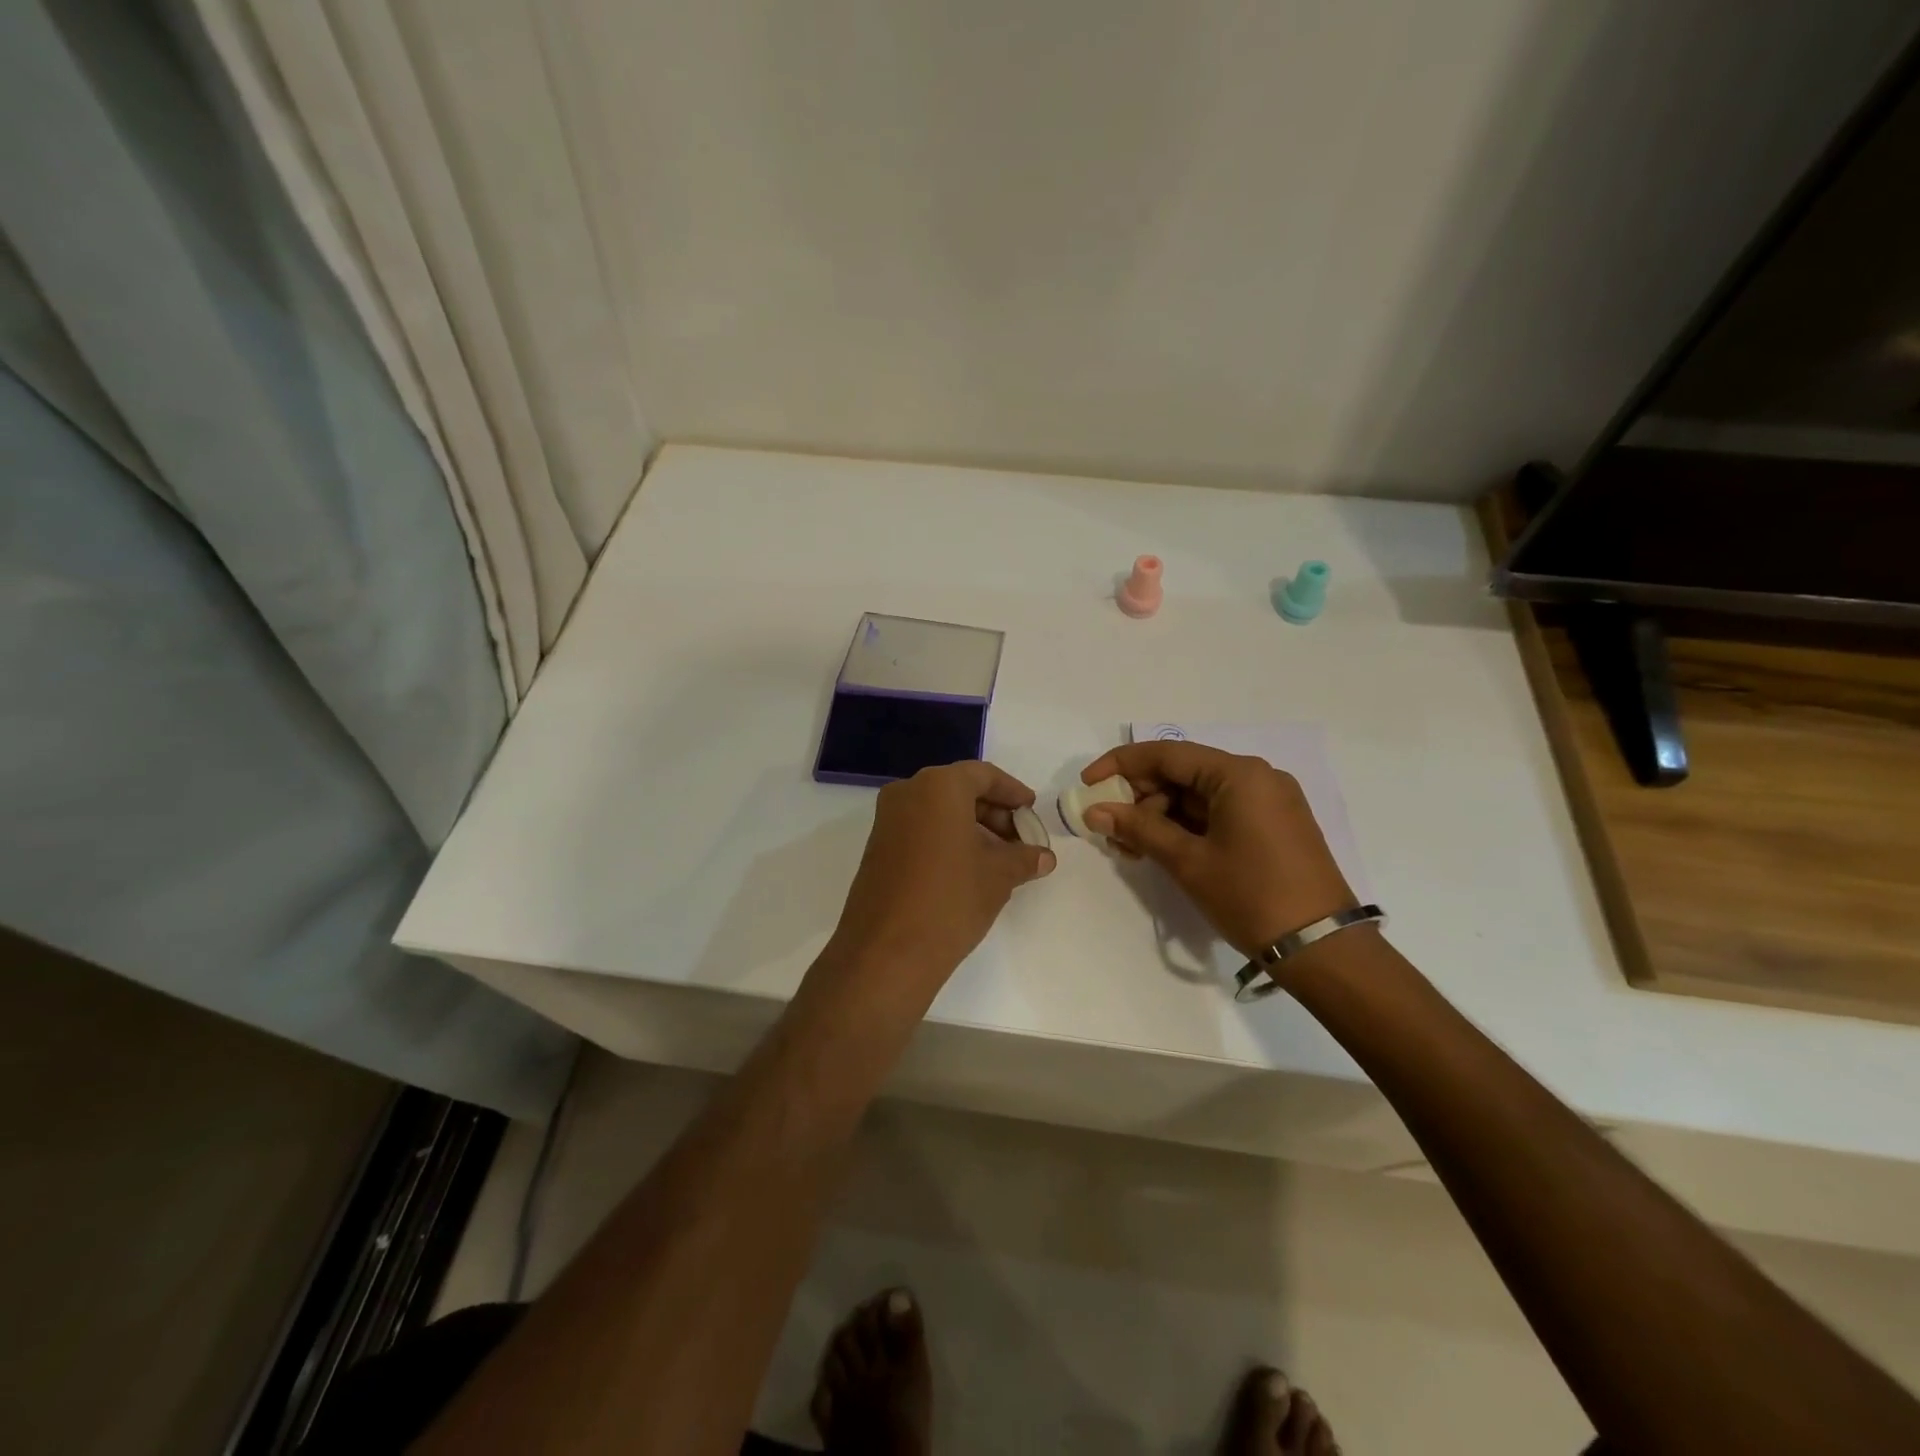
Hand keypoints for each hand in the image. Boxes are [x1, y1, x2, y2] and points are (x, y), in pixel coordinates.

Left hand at [817, 761, 1054, 1008]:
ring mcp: (888, 820)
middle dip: (994, 813)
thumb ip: (1023, 858)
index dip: (1012, 792)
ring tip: (1001, 860)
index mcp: (938, 786)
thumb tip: (1044, 857)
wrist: (887, 951)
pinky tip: (970, 869)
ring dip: (972, 828)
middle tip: (1021, 841)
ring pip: (939, 811)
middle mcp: (908, 792)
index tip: (1031, 811)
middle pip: (959, 790)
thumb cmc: (950, 900)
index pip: (983, 775)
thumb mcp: (998, 876)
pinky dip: (947, 839)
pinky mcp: (878, 847)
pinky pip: (920, 829)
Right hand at [1080, 742, 1354, 955]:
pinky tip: (1161, 849)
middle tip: (1110, 830)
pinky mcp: (1273, 825)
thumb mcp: (1188, 861)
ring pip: (1198, 795)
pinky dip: (1187, 827)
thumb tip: (1094, 811)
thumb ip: (1138, 829)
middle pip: (1182, 773)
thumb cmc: (1251, 896)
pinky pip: (1218, 812)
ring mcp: (1268, 801)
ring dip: (1160, 817)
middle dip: (1140, 799)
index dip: (1120, 765)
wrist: (1323, 948)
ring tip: (1131, 850)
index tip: (1087, 783)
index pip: (1166, 754)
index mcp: (1239, 774)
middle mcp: (1257, 777)